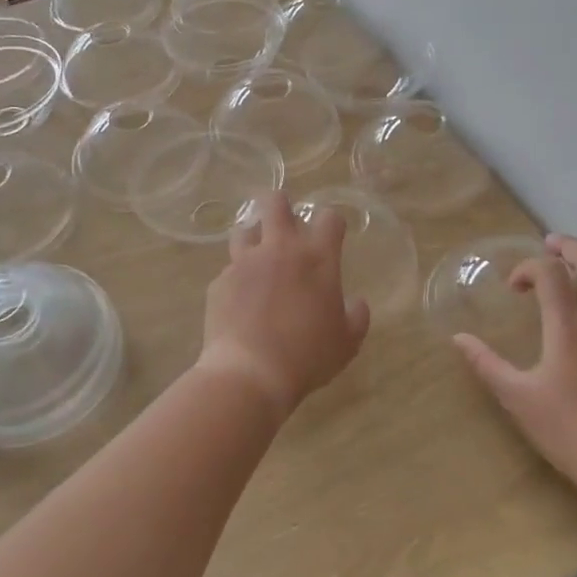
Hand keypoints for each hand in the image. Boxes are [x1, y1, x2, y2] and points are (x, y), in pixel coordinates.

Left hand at [199, 194, 371, 421]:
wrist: (250, 374)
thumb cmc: (307, 356)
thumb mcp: (346, 343)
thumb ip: (356, 317)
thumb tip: (357, 303)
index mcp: (316, 258)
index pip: (329, 218)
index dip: (332, 222)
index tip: (331, 235)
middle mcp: (280, 249)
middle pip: (275, 203)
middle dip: (280, 205)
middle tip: (285, 223)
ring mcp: (245, 263)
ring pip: (244, 229)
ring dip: (253, 238)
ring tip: (258, 259)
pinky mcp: (220, 282)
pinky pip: (229, 270)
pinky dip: (237, 279)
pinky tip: (240, 301)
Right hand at [454, 234, 576, 501]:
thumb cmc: (570, 430)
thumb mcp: (519, 399)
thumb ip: (487, 364)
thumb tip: (459, 338)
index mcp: (569, 325)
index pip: (550, 272)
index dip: (528, 267)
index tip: (513, 287)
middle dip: (568, 247)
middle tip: (549, 245)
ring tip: (570, 276)